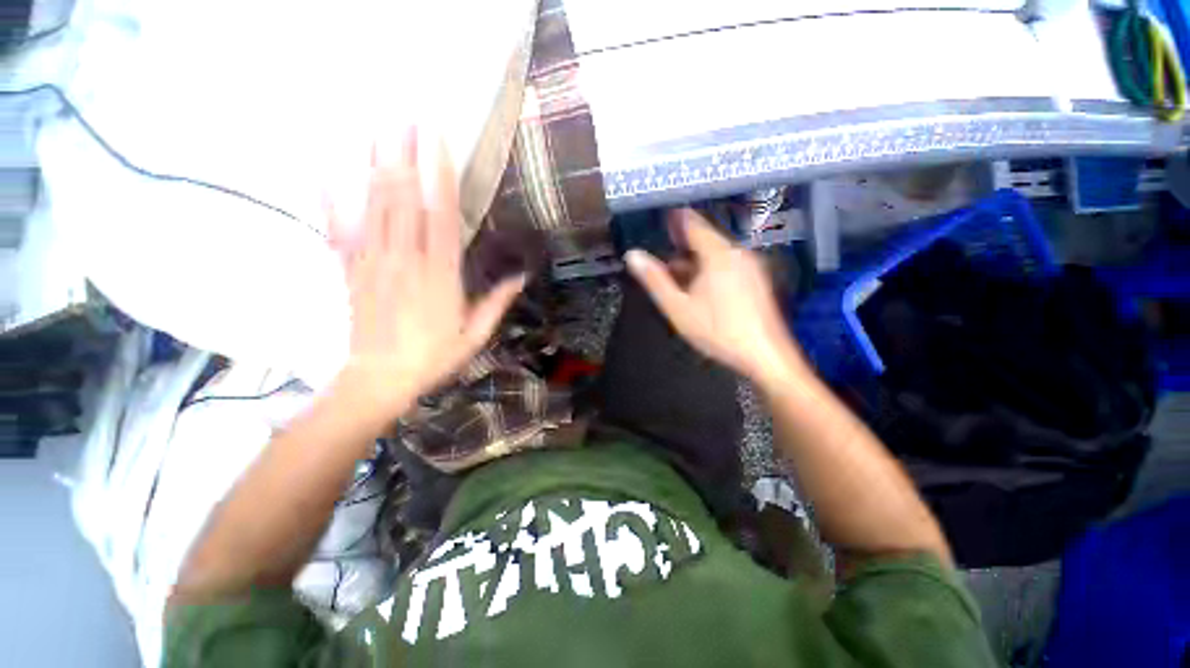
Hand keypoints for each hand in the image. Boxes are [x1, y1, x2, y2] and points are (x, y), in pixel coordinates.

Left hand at [328, 128, 524, 422]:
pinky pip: (337, 231)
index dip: (439, 176)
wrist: (379, 379)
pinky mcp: (350, 270)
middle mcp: (405, 260)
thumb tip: (521, 277)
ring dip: (373, 166)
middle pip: (402, 199)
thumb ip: (496, 303)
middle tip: (403, 115)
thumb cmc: (433, 357)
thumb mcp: (475, 335)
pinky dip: (328, 201)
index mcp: (439, 275)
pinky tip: (322, 173)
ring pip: (372, 206)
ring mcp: (372, 262)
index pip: (441, 215)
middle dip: (403, 155)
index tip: (437, 141)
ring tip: (374, 130)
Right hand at [624, 208, 806, 386]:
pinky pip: (728, 264)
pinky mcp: (757, 280)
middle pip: (705, 239)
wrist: (765, 355)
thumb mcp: (678, 307)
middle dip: (683, 243)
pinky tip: (700, 287)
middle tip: (663, 249)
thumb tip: (632, 255)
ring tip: (676, 272)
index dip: (675, 219)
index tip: (660, 216)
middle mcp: (738, 253)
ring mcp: (751, 266)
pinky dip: (710, 268)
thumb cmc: (717, 331)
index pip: (693, 224)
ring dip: (695, 259)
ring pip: (717, 253)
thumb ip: (655, 280)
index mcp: (718, 254)